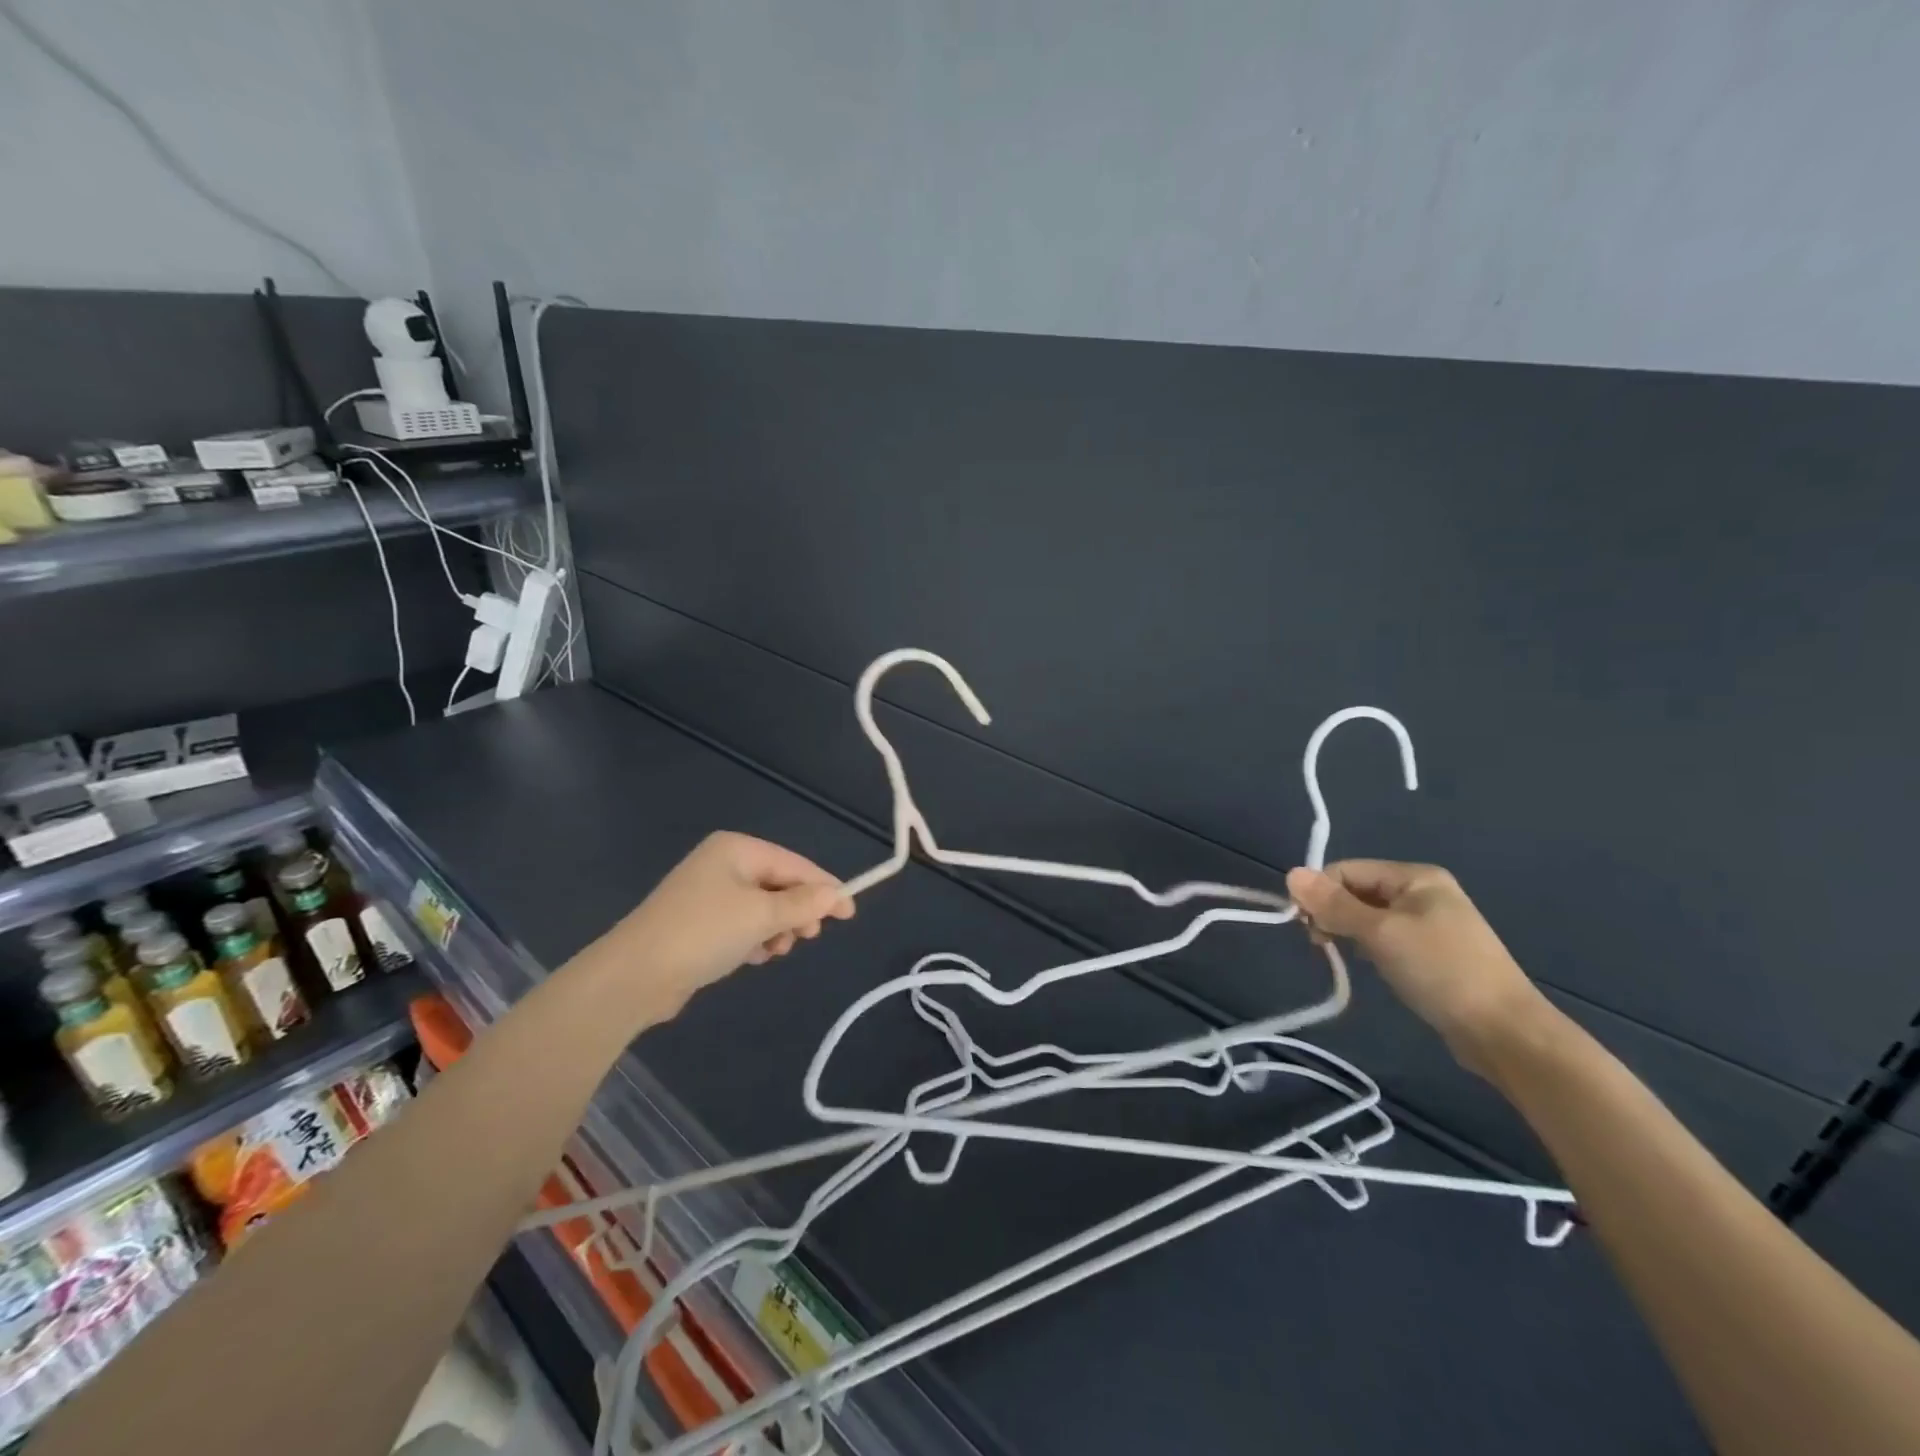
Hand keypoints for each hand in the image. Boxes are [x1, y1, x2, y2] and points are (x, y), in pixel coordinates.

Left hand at [617, 832, 854, 1012]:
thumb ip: (802, 903)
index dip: (824, 888)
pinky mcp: (699, 923)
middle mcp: (723, 864)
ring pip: (762, 908)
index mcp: (737, 849)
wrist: (635, 976)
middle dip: (797, 911)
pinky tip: (753, 957)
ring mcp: (709, 894)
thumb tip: (836, 894)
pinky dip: (754, 939)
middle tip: (807, 937)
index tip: (849, 914)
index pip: (795, 864)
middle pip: (779, 884)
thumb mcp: (761, 915)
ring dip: (776, 929)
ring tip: (774, 950)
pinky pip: (742, 924)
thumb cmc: (703, 933)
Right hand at [1285, 860, 1551, 1074]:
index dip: (1320, 893)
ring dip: (1350, 932)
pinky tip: (1371, 966)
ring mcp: (1431, 923)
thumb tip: (1290, 874)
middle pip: (1357, 891)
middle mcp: (1423, 892)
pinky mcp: (1433, 952)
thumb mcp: (1380, 933)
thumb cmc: (1440, 970)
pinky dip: (1370, 947)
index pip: (1346, 870)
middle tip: (1322, 944)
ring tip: (1345, 956)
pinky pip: (1386, 937)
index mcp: (1415, 876)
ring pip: (1369, 916)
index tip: (1307, 927)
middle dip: (1334, 913)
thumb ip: (1334, 904)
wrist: (1505, 1032)